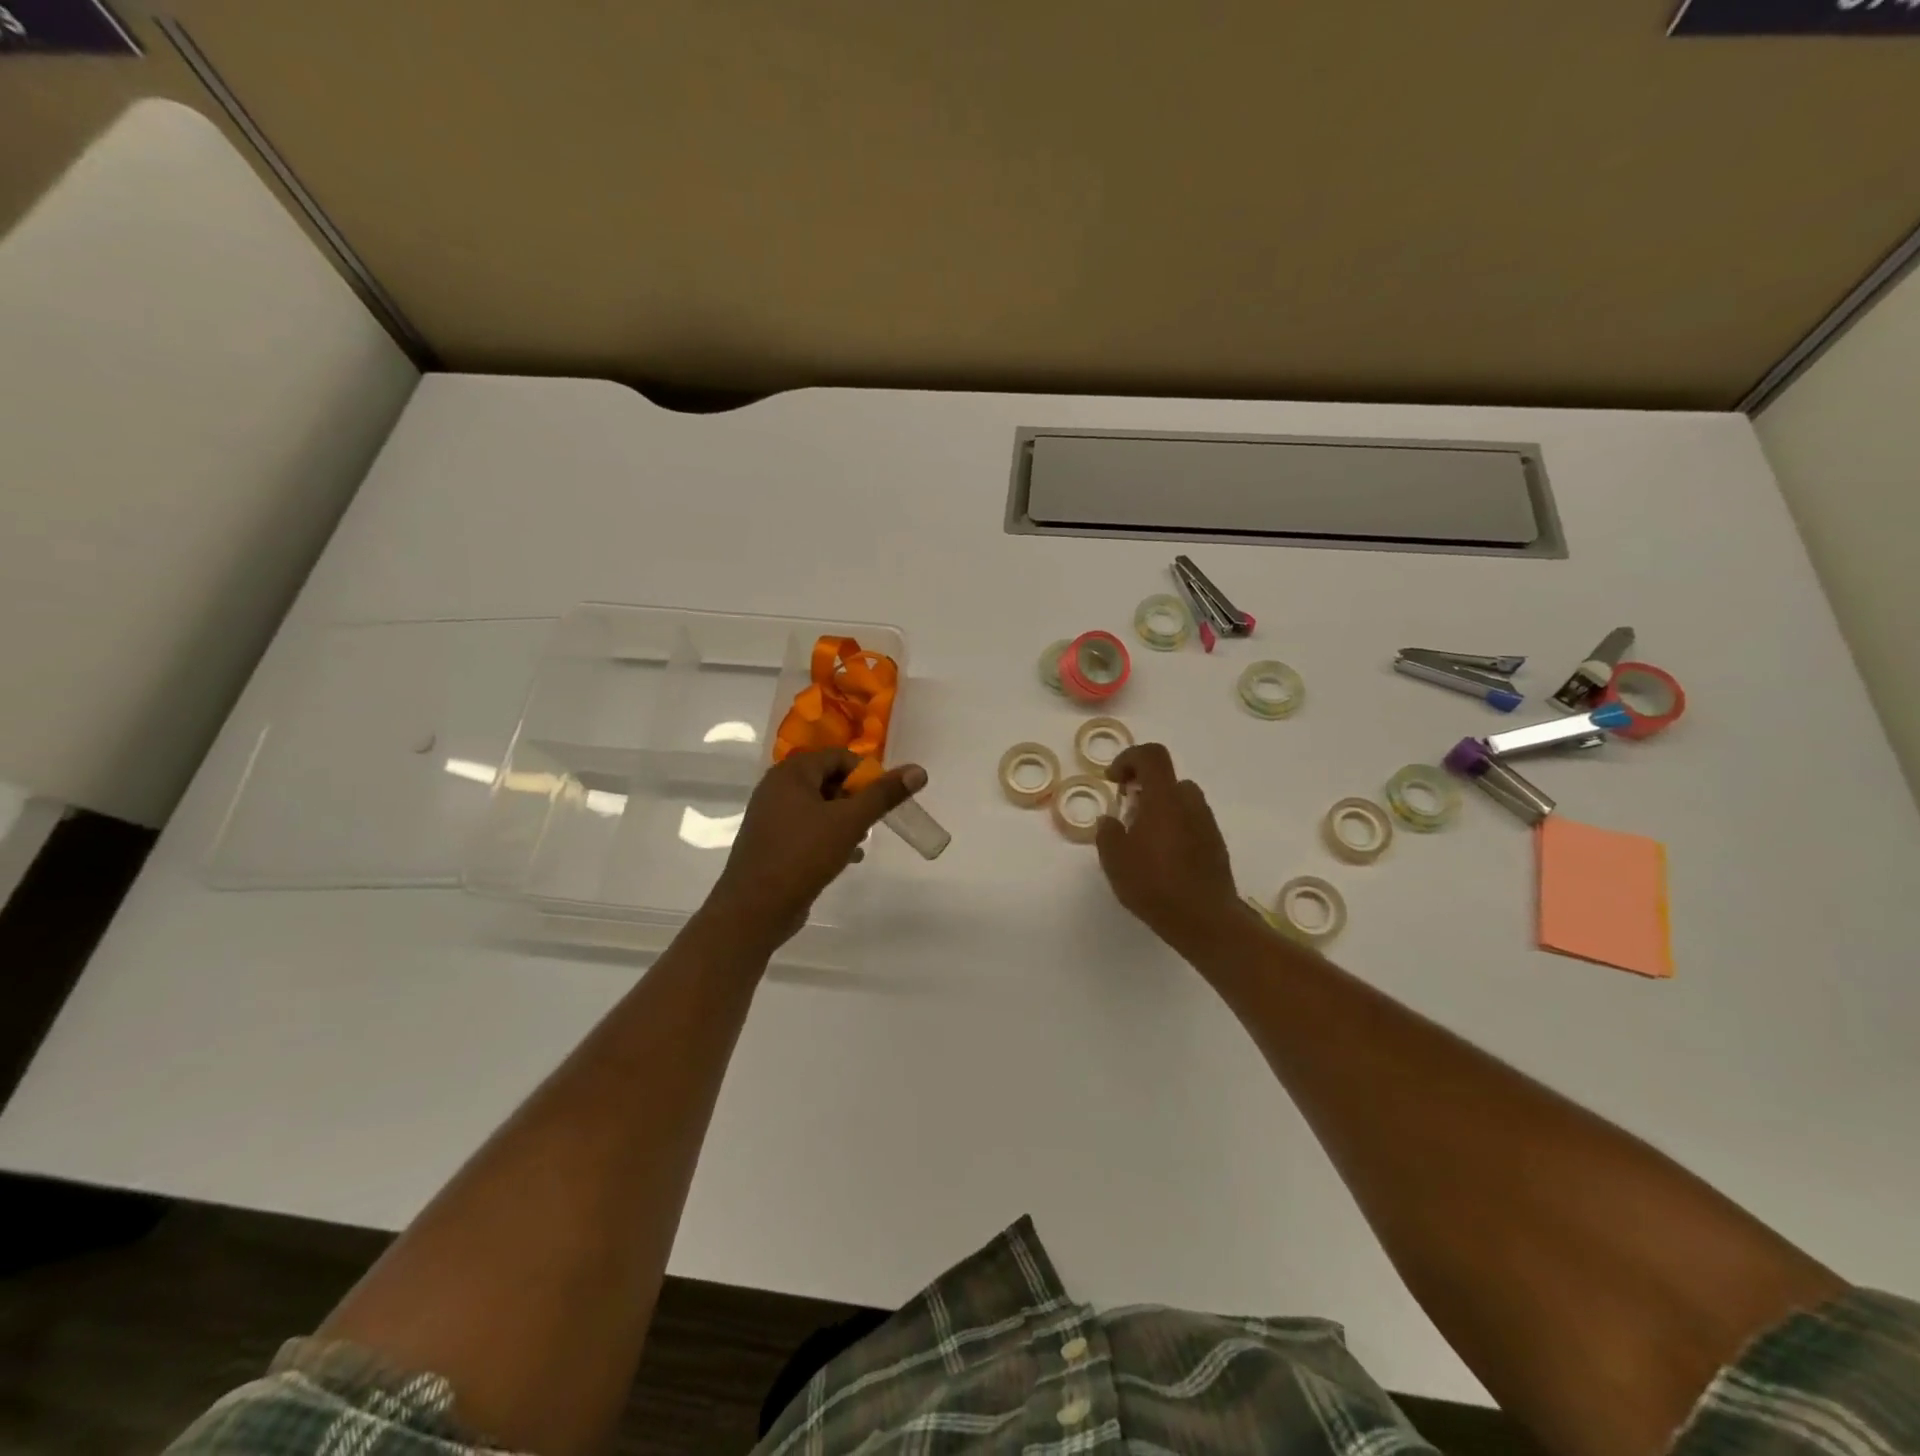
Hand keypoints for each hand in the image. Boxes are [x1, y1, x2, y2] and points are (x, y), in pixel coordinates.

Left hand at [706, 749, 926, 949]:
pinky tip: (847, 858)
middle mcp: (776, 788)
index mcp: (791, 773)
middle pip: (829, 780)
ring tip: (861, 842)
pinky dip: (828, 837)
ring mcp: (770, 816)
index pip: (839, 757)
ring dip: (845, 820)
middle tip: (873, 822)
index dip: (866, 774)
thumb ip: (884, 795)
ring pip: (819, 807)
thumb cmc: (803, 855)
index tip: (884, 799)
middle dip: (856, 799)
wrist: (754, 909)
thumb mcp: (850, 822)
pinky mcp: (771, 842)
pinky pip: (807, 829)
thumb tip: (919, 770)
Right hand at [1094, 743, 1246, 956]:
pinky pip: (1191, 823)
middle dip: (1143, 788)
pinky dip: (1174, 828)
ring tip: (1142, 840)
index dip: (1128, 758)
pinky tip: (1162, 860)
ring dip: (1160, 809)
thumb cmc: (1154, 884)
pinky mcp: (1216, 845)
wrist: (1205, 920)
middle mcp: (1190, 803)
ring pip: (1180, 802)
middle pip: (1167, 778)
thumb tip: (1110, 821)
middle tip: (1126, 813)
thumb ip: (1107, 833)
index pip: (1151, 755)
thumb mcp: (1115, 860)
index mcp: (1164, 798)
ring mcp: (1207, 824)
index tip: (1113, 780)